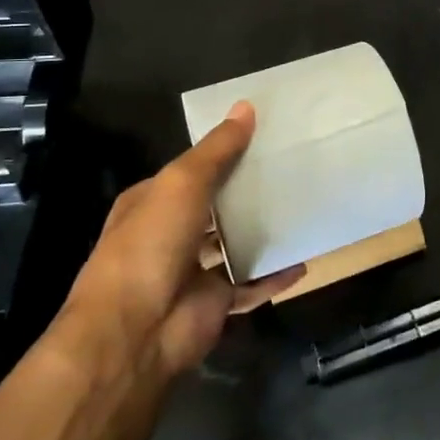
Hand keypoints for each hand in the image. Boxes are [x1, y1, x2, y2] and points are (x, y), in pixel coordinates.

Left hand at [57, 102, 302, 380]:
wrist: (135, 333)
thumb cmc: (151, 244)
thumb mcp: (182, 183)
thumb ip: (217, 150)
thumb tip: (246, 107)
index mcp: (153, 201)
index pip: (192, 170)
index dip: (223, 153)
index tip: (264, 136)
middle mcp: (171, 233)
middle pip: (216, 205)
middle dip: (248, 190)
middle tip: (294, 167)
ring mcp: (193, 270)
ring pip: (235, 243)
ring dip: (263, 230)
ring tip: (303, 206)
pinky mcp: (215, 302)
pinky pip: (252, 283)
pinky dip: (275, 274)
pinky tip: (304, 258)